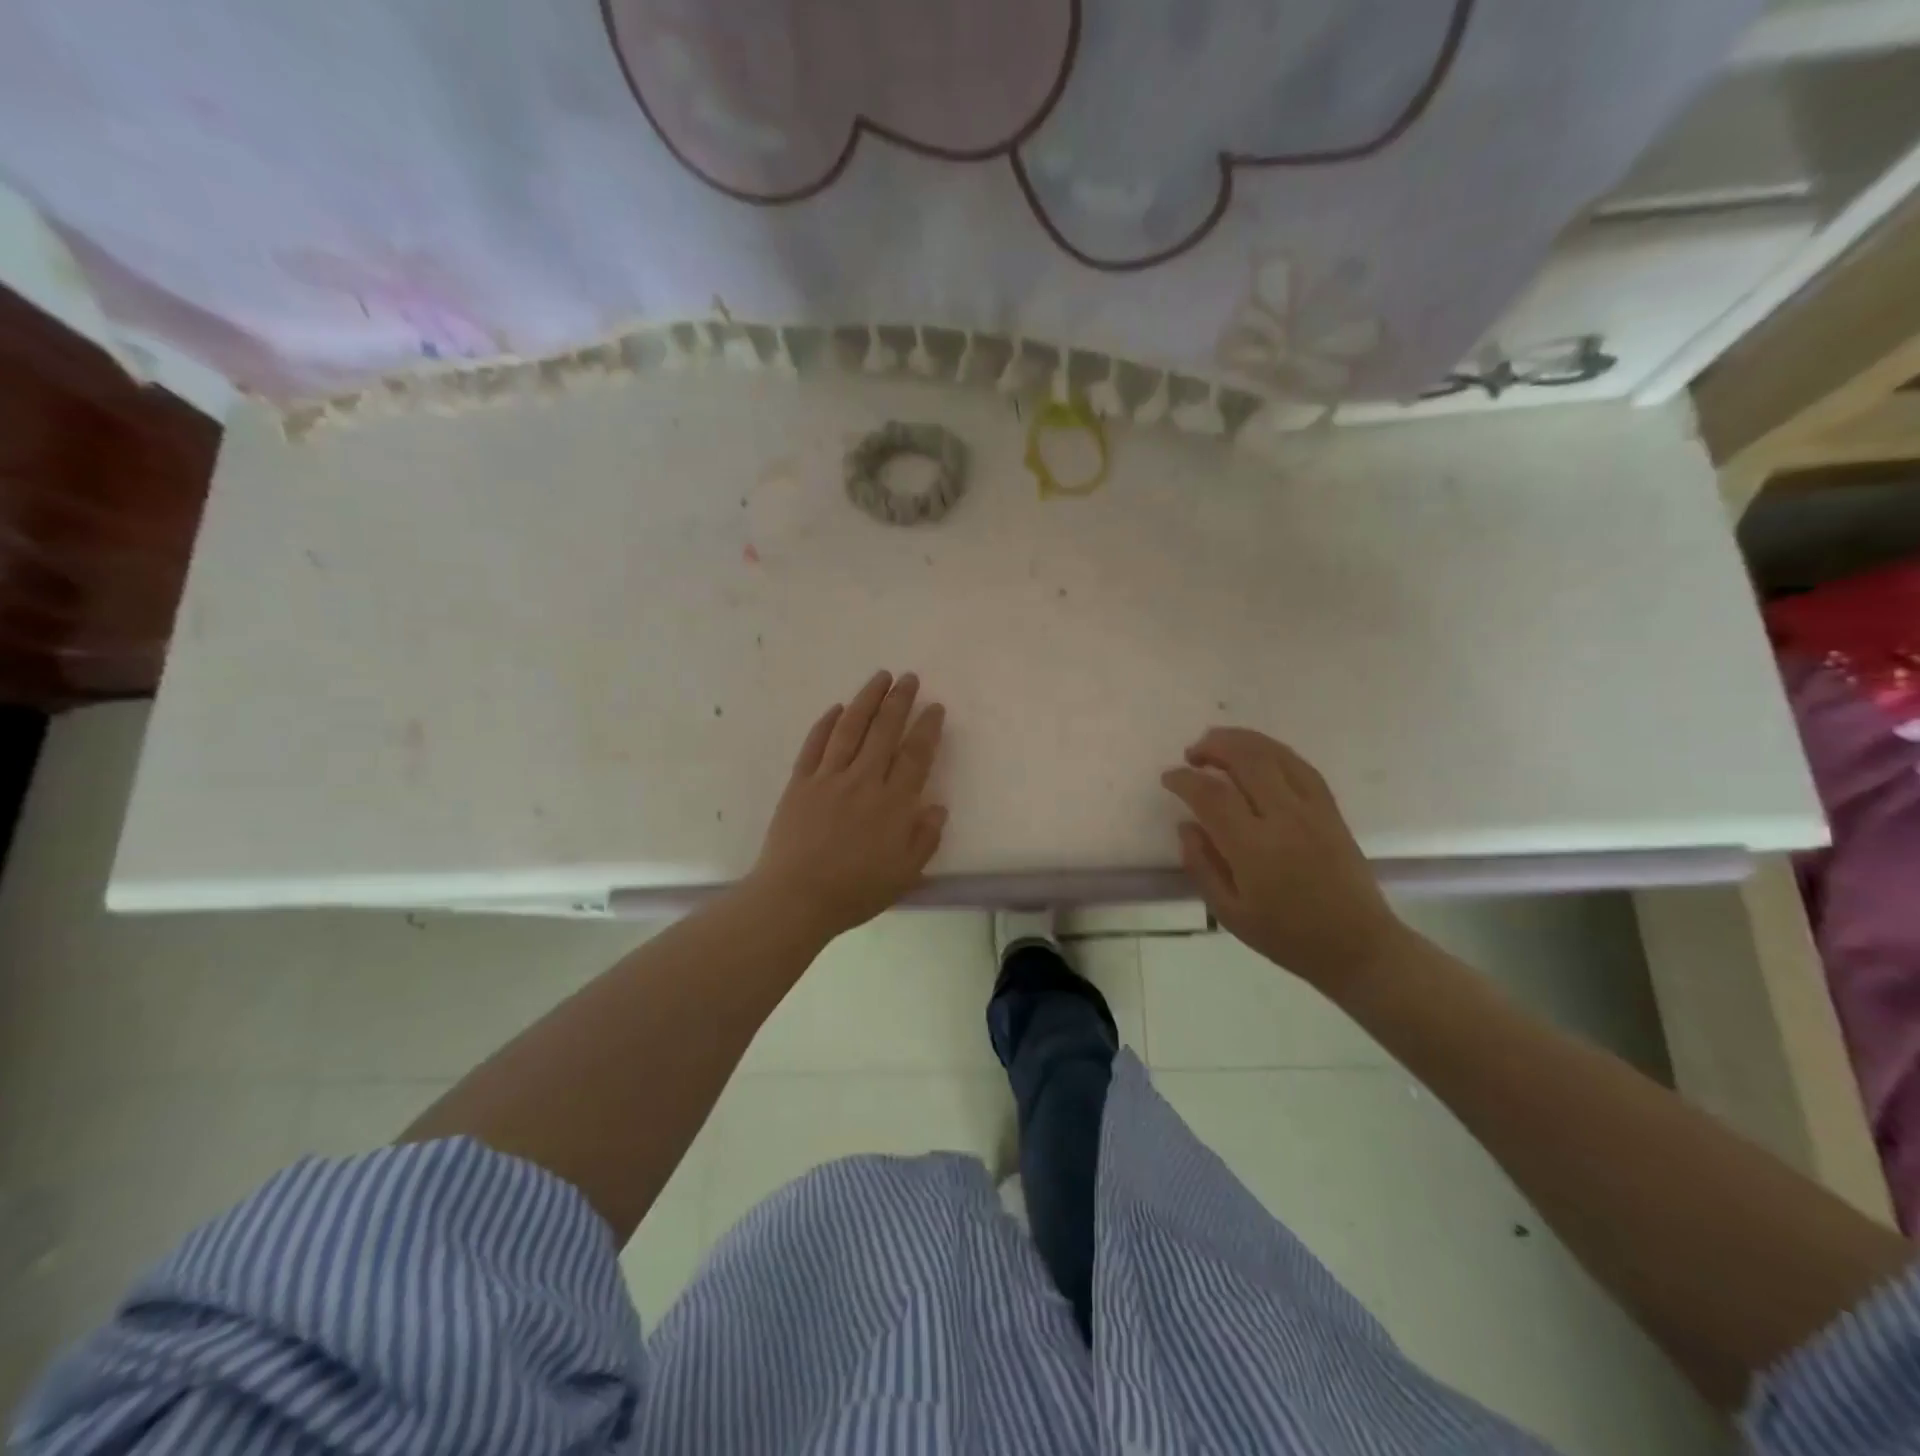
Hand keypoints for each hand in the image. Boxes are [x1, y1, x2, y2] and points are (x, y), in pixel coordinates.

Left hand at [747, 670, 947, 940]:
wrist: (795, 898)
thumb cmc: (855, 891)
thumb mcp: (904, 874)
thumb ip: (925, 838)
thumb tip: (937, 806)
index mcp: (893, 804)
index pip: (915, 755)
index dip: (927, 728)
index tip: (935, 707)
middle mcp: (863, 781)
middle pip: (884, 731)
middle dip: (899, 701)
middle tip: (909, 678)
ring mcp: (828, 778)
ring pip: (850, 728)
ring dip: (867, 699)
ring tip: (880, 677)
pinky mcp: (800, 783)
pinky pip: (815, 745)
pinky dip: (826, 723)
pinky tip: (837, 708)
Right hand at [1162, 728, 1403, 989]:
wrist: (1357, 946)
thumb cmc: (1287, 936)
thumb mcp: (1230, 913)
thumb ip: (1201, 865)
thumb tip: (1186, 825)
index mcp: (1254, 849)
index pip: (1212, 795)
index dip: (1184, 779)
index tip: (1169, 778)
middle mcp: (1285, 819)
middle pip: (1246, 759)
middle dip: (1213, 746)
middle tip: (1192, 753)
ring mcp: (1313, 810)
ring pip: (1275, 754)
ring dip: (1242, 740)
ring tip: (1217, 743)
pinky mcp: (1331, 809)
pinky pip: (1300, 765)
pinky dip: (1272, 751)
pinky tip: (1256, 754)